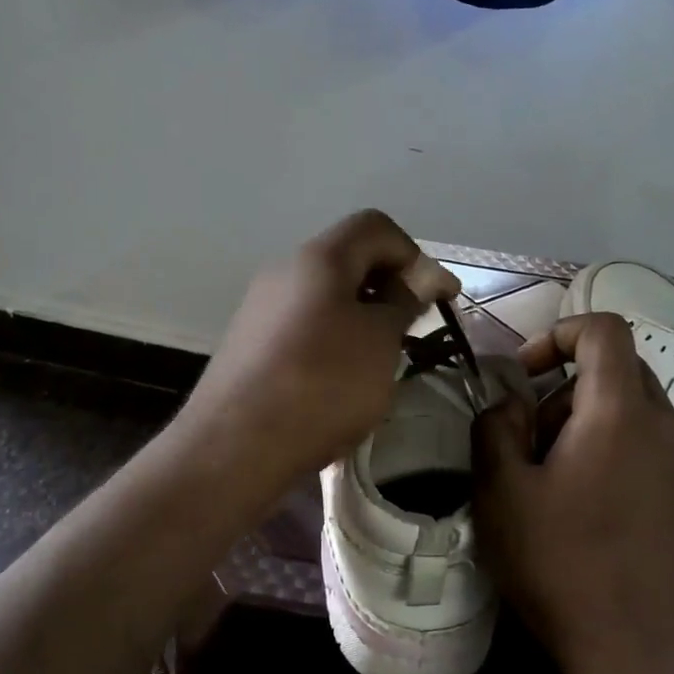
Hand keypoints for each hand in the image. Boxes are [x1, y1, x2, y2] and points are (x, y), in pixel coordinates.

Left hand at [176, 209, 455, 494]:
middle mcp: (284, 271)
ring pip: (325, 295)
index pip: (375, 227)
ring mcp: (260, 308)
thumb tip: (417, 278)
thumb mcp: (379, 342)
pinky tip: (338, 380)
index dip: (415, 255)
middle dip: (388, 287)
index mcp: (318, 258)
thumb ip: (403, 302)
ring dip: (361, 316)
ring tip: (379, 359)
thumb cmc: (321, 384)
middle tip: (412, 328)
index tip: (439, 298)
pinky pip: (302, 325)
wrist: (234, 446)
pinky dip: (332, 338)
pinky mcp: (249, 344)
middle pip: (348, 259)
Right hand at [473, 312, 673, 673]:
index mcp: (621, 412)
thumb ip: (496, 426)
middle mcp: (668, 424)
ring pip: (634, 409)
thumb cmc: (560, 564)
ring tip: (558, 481)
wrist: (638, 652)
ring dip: (589, 423)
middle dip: (565, 390)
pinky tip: (594, 505)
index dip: (559, 334)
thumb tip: (513, 402)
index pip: (604, 329)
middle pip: (617, 370)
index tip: (526, 373)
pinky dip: (618, 449)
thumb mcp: (501, 491)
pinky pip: (653, 444)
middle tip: (531, 443)